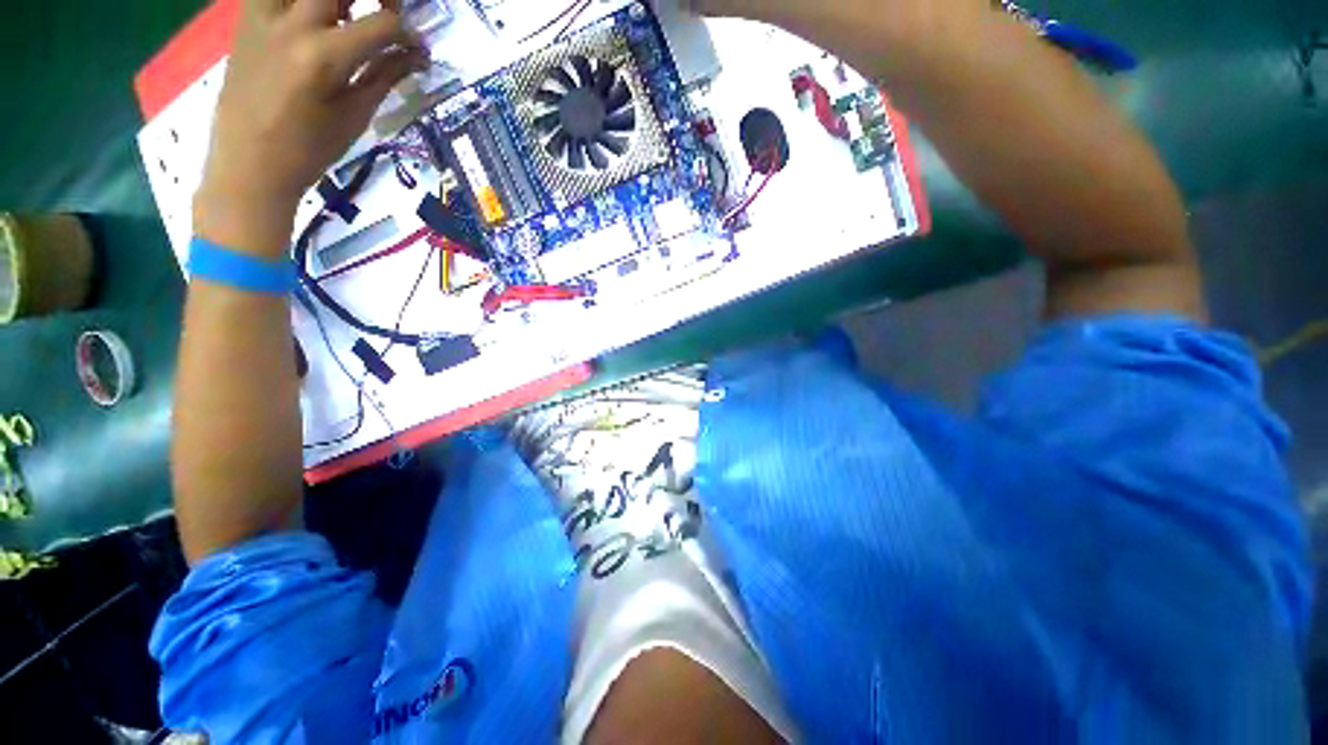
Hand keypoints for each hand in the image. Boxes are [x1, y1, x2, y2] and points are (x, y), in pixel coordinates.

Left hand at [195, 0, 427, 255]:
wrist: (248, 163)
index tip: (416, 47)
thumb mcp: (355, 116)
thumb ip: (384, 76)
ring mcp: (263, 15)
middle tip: (386, 10)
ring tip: (345, 11)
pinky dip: (299, 0)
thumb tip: (416, 55)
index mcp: (324, 57)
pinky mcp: (246, 16)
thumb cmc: (309, 150)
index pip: (382, 25)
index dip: (407, 33)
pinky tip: (311, 15)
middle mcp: (293, 24)